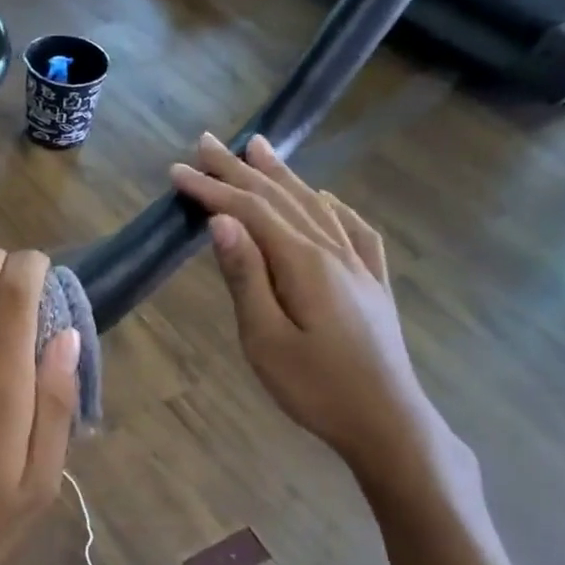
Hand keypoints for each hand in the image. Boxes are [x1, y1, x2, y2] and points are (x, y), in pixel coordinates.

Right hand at [169, 133, 455, 490]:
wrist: (387, 422)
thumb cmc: (316, 388)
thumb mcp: (266, 339)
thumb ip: (246, 277)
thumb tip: (221, 223)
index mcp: (304, 263)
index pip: (250, 213)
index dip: (212, 190)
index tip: (178, 171)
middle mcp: (334, 251)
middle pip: (281, 199)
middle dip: (240, 170)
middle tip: (208, 142)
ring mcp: (360, 265)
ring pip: (315, 207)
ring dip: (283, 176)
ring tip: (259, 148)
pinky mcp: (373, 283)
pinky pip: (354, 230)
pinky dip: (333, 207)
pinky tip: (327, 199)